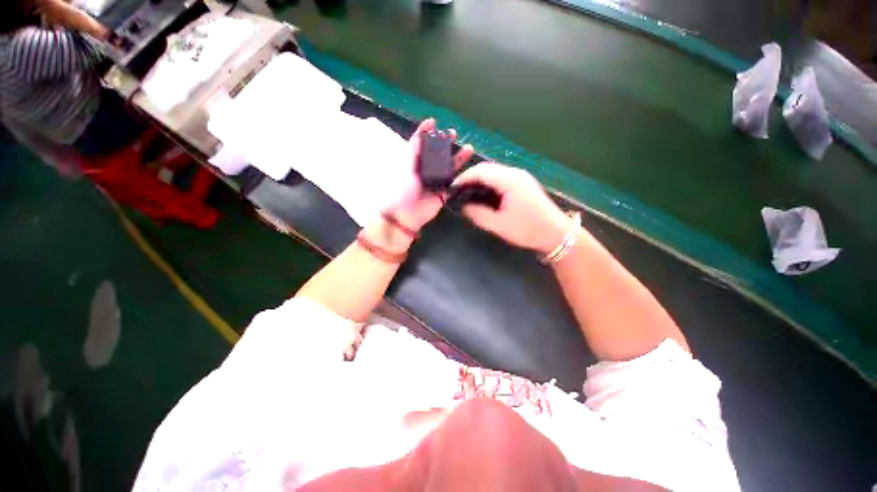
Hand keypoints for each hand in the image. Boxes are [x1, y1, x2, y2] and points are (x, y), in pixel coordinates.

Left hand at [390, 118, 472, 230]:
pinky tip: (468, 169)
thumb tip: (421, 135)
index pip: (419, 144)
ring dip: (457, 158)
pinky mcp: (443, 194)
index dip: (425, 132)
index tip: (433, 121)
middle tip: (453, 133)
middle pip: (437, 154)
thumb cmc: (403, 190)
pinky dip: (461, 177)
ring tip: (469, 148)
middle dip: (445, 143)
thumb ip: (414, 151)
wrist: (406, 214)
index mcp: (412, 163)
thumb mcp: (406, 167)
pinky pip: (453, 184)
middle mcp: (424, 171)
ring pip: (448, 168)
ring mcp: (435, 182)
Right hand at [452, 162, 571, 253]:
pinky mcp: (524, 183)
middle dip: (470, 177)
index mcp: (509, 180)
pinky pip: (501, 177)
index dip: (463, 178)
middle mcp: (515, 173)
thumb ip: (478, 214)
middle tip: (458, 191)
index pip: (480, 171)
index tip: (452, 188)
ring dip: (479, 179)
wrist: (556, 233)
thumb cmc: (527, 229)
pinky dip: (489, 183)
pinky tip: (484, 194)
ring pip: (494, 172)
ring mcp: (521, 177)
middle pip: (487, 168)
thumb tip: (464, 207)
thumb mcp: (499, 225)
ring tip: (467, 192)